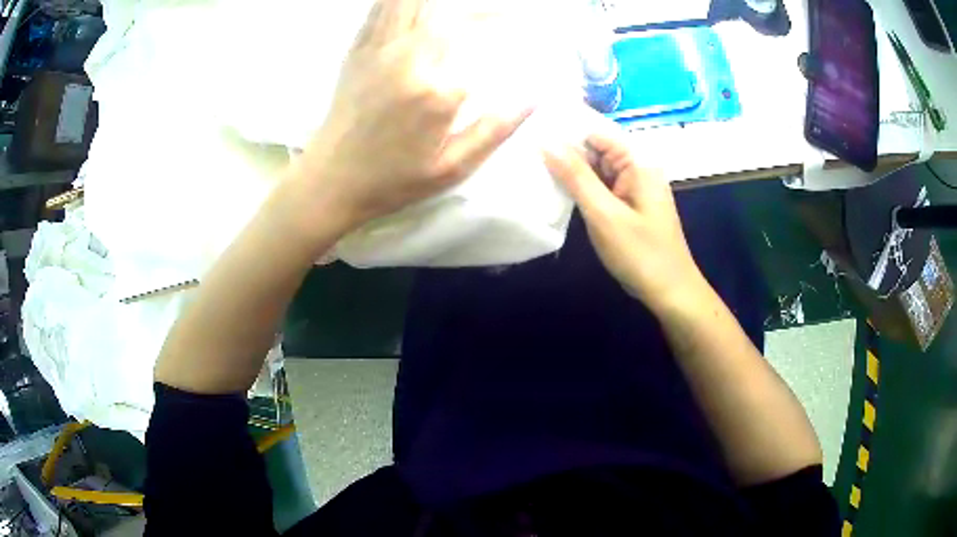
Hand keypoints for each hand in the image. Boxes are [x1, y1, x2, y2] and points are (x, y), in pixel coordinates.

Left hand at [291, 0, 532, 234]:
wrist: (331, 180)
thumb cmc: (394, 180)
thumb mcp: (453, 168)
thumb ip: (496, 129)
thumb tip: (535, 96)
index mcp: (436, 90)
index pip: (478, 36)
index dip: (502, 19)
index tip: (519, 17)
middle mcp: (407, 59)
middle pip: (447, 11)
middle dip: (478, 7)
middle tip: (499, 11)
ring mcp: (377, 50)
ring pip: (410, 3)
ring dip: (438, 0)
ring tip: (460, 7)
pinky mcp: (357, 50)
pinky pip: (380, 9)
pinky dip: (398, 1)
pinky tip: (416, 5)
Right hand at [543, 128, 706, 312]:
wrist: (670, 292)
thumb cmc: (641, 253)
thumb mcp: (604, 214)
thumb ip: (575, 176)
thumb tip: (545, 140)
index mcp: (638, 161)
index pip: (595, 131)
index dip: (564, 130)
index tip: (529, 132)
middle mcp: (636, 167)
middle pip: (595, 148)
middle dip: (564, 150)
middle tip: (523, 152)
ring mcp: (632, 187)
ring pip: (595, 169)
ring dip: (569, 170)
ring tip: (531, 166)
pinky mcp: (627, 204)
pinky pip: (600, 187)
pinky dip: (580, 188)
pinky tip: (554, 189)